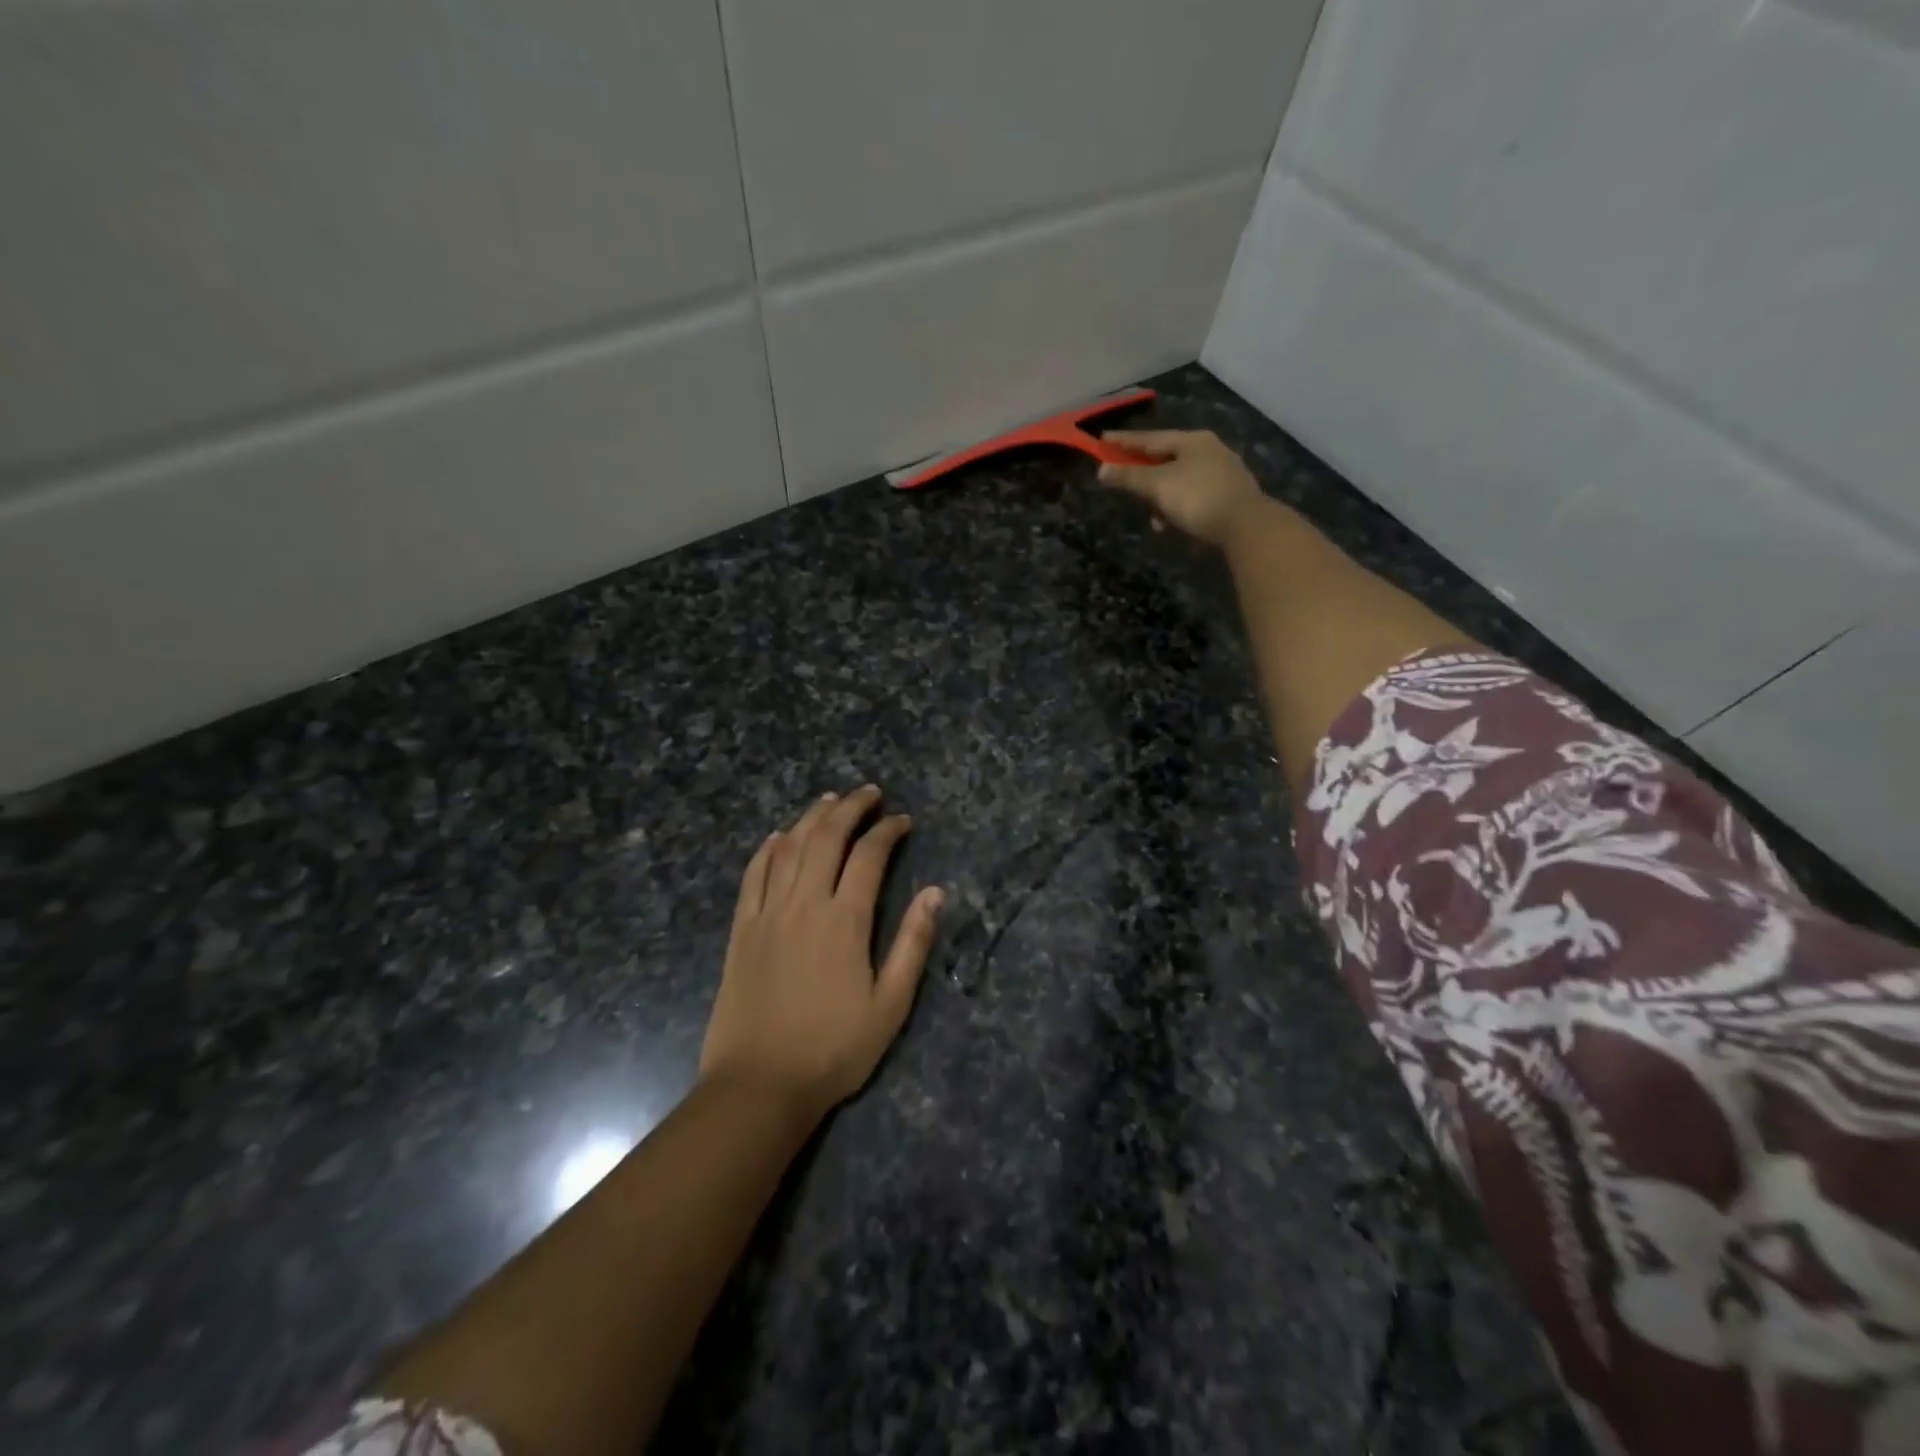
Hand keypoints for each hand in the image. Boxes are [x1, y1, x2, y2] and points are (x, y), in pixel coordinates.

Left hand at [699, 786, 943, 1120]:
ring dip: (812, 817)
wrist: (759, 1086)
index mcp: (844, 921)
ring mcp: (767, 914)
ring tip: (830, 799)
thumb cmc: (833, 1050)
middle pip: (826, 838)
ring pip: (790, 848)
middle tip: (869, 793)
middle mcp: (804, 904)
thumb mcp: (890, 1006)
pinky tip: (779, 836)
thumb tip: (936, 892)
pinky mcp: (741, 930)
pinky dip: (768, 848)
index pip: (869, 856)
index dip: (888, 831)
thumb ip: (913, 944)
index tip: (903, 821)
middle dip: (850, 808)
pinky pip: (753, 875)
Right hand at [1099, 430, 1266, 546]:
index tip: (1102, 440)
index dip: (1123, 441)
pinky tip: (1171, 524)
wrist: (1246, 525)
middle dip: (1142, 473)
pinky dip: (1177, 508)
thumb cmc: (1197, 498)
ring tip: (1152, 517)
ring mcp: (1221, 472)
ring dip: (1161, 497)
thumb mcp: (1158, 486)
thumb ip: (1129, 477)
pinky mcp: (1228, 495)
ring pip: (1179, 480)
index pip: (1149, 438)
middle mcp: (1208, 450)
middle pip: (1165, 458)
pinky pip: (1192, 496)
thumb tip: (1101, 469)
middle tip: (1123, 479)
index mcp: (1191, 441)